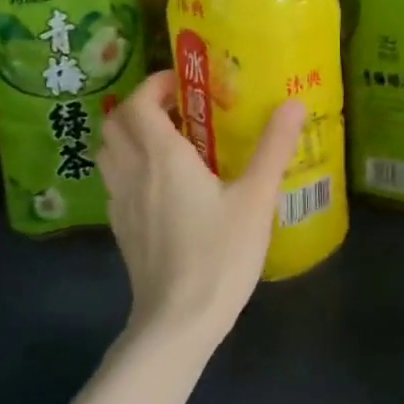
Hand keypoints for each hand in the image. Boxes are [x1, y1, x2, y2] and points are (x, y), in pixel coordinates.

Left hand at [99, 70, 306, 349]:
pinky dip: (130, 165)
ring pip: (109, 152)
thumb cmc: (219, 254)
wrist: (177, 321)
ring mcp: (121, 202)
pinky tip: (163, 184)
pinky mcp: (121, 228)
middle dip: (141, 105)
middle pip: (115, 123)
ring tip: (169, 141)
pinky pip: (115, 180)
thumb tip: (294, 103)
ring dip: (131, 134)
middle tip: (178, 108)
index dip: (155, 84)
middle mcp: (133, 172)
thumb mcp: (256, 199)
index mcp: (162, 157)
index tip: (184, 83)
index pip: (139, 103)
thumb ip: (274, 147)